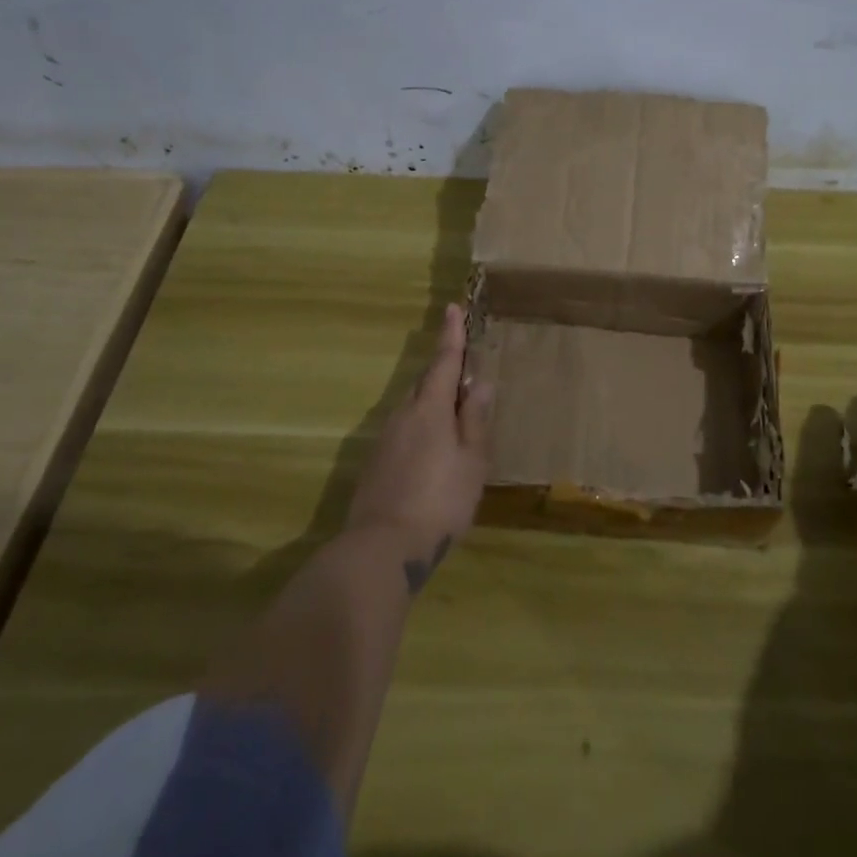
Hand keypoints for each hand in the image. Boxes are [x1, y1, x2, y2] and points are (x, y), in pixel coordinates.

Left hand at [347, 303, 492, 566]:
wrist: (382, 548)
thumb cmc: (440, 501)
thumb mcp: (471, 461)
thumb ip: (475, 420)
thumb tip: (479, 382)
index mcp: (430, 409)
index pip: (443, 362)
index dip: (451, 335)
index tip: (452, 308)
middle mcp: (403, 415)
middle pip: (426, 383)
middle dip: (444, 369)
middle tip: (464, 365)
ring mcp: (385, 439)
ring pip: (414, 407)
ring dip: (433, 400)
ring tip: (455, 411)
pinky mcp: (376, 462)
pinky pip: (405, 429)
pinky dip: (422, 425)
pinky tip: (433, 448)